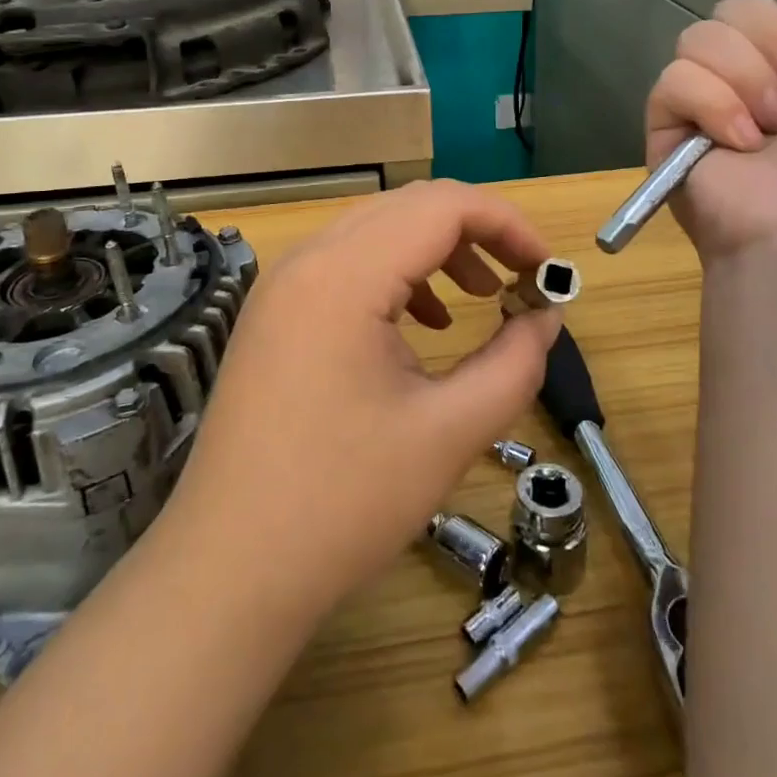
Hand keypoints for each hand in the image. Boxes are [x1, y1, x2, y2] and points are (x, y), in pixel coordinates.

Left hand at [164, 180, 562, 620]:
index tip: (547, 268)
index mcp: (345, 275)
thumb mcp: (449, 433)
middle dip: (476, 233)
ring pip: (377, 231)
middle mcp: (307, 260)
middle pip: (408, 207)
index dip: (507, 223)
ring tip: (481, 297)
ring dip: (437, 250)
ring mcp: (282, 285)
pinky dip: (397, 275)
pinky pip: (346, 264)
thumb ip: (514, 363)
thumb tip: (547, 316)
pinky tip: (422, 325)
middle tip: (522, 280)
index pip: (442, 206)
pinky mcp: (273, 313)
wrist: (228, 570)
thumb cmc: (342, 505)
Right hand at [645, 0, 776, 258]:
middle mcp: (764, 78)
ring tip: (771, 128)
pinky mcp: (670, 127)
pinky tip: (736, 143)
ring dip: (744, 77)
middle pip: (738, 7)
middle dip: (772, 37)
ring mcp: (712, 103)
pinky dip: (708, 105)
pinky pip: (671, 79)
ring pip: (699, 36)